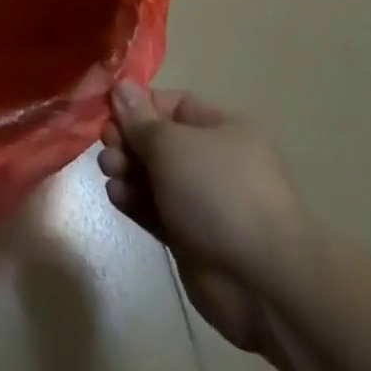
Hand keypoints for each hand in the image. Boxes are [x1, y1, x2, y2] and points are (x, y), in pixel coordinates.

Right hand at [98, 83, 311, 356]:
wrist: (263, 283)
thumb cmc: (217, 192)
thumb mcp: (171, 143)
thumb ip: (139, 118)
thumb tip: (120, 87)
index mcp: (221, 129)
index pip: (171, 104)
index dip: (137, 106)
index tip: (107, 112)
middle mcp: (213, 161)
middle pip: (158, 140)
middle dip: (128, 140)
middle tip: (107, 147)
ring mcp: (203, 202)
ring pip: (153, 176)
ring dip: (126, 170)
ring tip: (110, 172)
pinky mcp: (191, 238)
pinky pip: (155, 209)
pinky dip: (135, 200)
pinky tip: (117, 197)